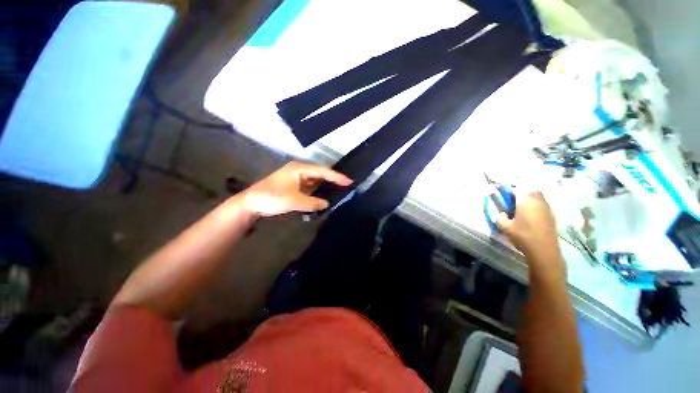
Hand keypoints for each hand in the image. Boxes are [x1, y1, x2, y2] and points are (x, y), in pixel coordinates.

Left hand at [240, 161, 351, 216]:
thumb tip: (326, 204)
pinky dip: (318, 189)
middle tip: (346, 184)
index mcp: (299, 169)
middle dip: (333, 179)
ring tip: (339, 189)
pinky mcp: (293, 185)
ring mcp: (296, 177)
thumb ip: (312, 202)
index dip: (336, 176)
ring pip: (315, 179)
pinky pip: (310, 186)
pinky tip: (324, 194)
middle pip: (320, 173)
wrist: (250, 203)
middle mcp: (299, 170)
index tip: (349, 181)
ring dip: (326, 184)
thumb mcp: (293, 201)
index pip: (322, 171)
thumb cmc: (271, 198)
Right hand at [496, 191, 561, 265]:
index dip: (508, 190)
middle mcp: (537, 201)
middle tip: (513, 201)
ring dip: (529, 199)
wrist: (544, 250)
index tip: (502, 195)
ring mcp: (546, 208)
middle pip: (530, 190)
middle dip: (521, 192)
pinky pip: (542, 205)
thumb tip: (502, 214)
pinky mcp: (551, 216)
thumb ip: (500, 218)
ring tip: (521, 208)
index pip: (516, 189)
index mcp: (525, 201)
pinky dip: (535, 206)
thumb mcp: (505, 227)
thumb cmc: (523, 236)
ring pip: (538, 197)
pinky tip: (530, 217)